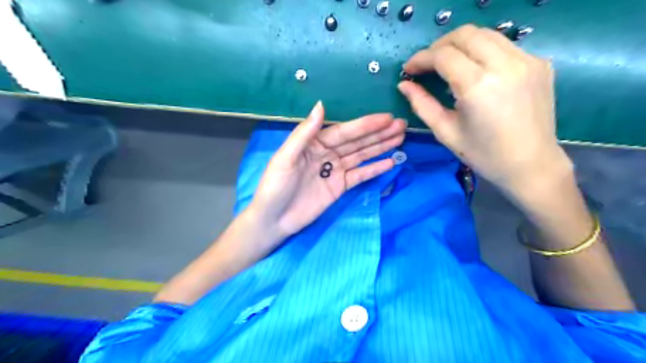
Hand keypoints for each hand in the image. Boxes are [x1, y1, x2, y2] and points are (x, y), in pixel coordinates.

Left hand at [248, 101, 401, 244]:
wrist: (274, 220)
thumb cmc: (275, 186)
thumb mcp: (286, 157)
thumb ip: (305, 133)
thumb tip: (321, 105)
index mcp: (314, 143)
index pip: (344, 131)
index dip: (365, 125)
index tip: (387, 118)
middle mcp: (327, 153)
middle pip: (357, 141)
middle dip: (379, 133)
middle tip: (402, 125)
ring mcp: (335, 171)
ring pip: (362, 156)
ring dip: (380, 147)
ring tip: (400, 138)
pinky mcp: (340, 187)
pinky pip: (360, 175)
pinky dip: (374, 169)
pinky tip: (390, 162)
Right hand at [402, 25, 571, 197]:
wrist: (531, 164)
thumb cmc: (483, 154)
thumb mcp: (445, 132)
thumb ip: (422, 105)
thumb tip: (404, 85)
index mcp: (477, 86)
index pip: (443, 56)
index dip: (421, 59)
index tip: (409, 69)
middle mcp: (504, 65)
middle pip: (465, 34)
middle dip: (439, 45)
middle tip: (427, 64)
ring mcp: (527, 60)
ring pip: (486, 34)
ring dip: (461, 44)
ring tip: (448, 64)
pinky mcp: (539, 63)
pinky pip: (504, 46)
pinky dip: (483, 51)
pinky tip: (477, 71)